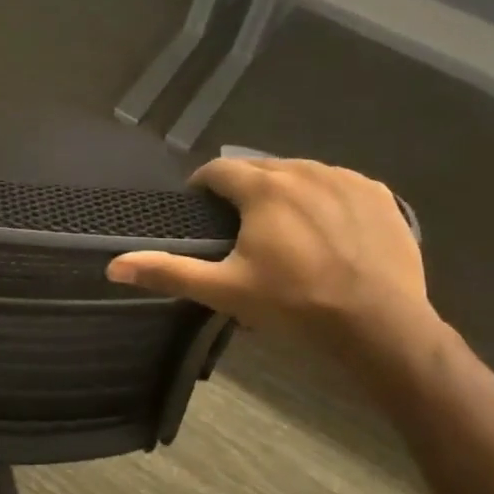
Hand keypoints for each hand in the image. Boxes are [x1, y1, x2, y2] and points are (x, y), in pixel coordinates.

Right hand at [106, 158, 434, 360]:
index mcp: (264, 188)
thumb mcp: (225, 291)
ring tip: (285, 230)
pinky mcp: (379, 194)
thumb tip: (113, 265)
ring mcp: (346, 179)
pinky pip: (339, 185)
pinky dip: (326, 199)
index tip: (202, 210)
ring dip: (285, 192)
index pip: (219, 170)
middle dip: (245, 190)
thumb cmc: (295, 305)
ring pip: (301, 173)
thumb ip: (169, 271)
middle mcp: (304, 170)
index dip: (204, 187)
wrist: (380, 325)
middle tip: (242, 229)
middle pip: (261, 168)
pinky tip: (328, 232)